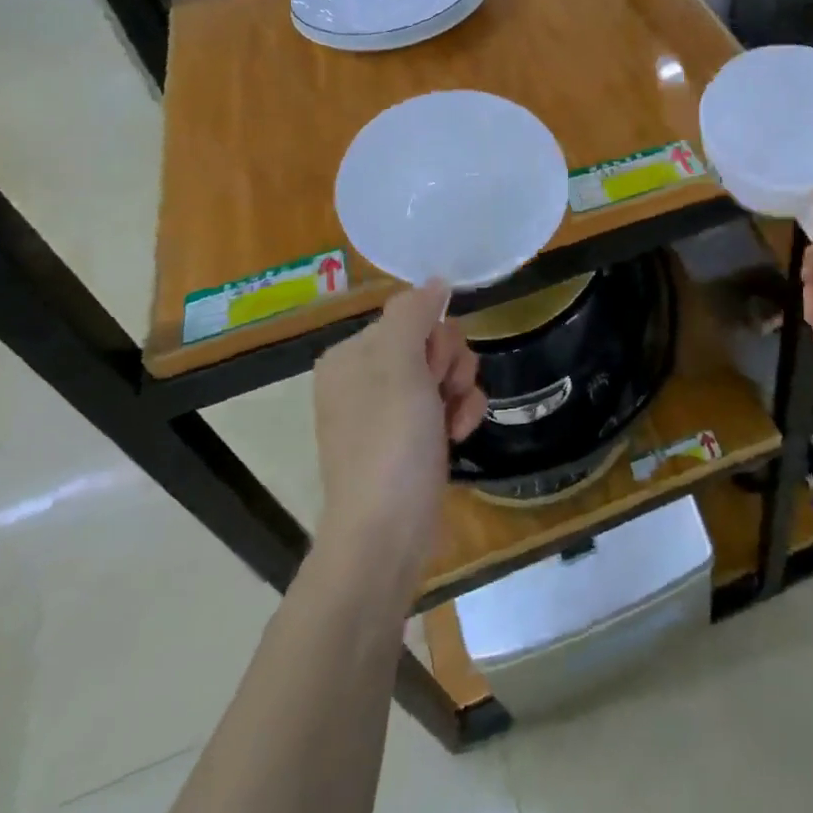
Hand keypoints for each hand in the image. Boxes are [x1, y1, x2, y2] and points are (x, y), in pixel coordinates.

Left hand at [311, 282, 486, 596]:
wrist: (387, 532)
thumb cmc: (389, 443)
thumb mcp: (399, 365)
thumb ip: (414, 313)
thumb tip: (435, 280)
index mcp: (351, 356)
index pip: (412, 316)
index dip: (434, 339)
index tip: (432, 370)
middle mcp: (365, 379)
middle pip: (433, 343)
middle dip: (450, 366)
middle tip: (441, 395)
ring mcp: (388, 412)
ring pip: (447, 374)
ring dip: (461, 392)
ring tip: (453, 422)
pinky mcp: (410, 440)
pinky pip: (447, 405)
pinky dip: (459, 415)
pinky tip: (458, 437)